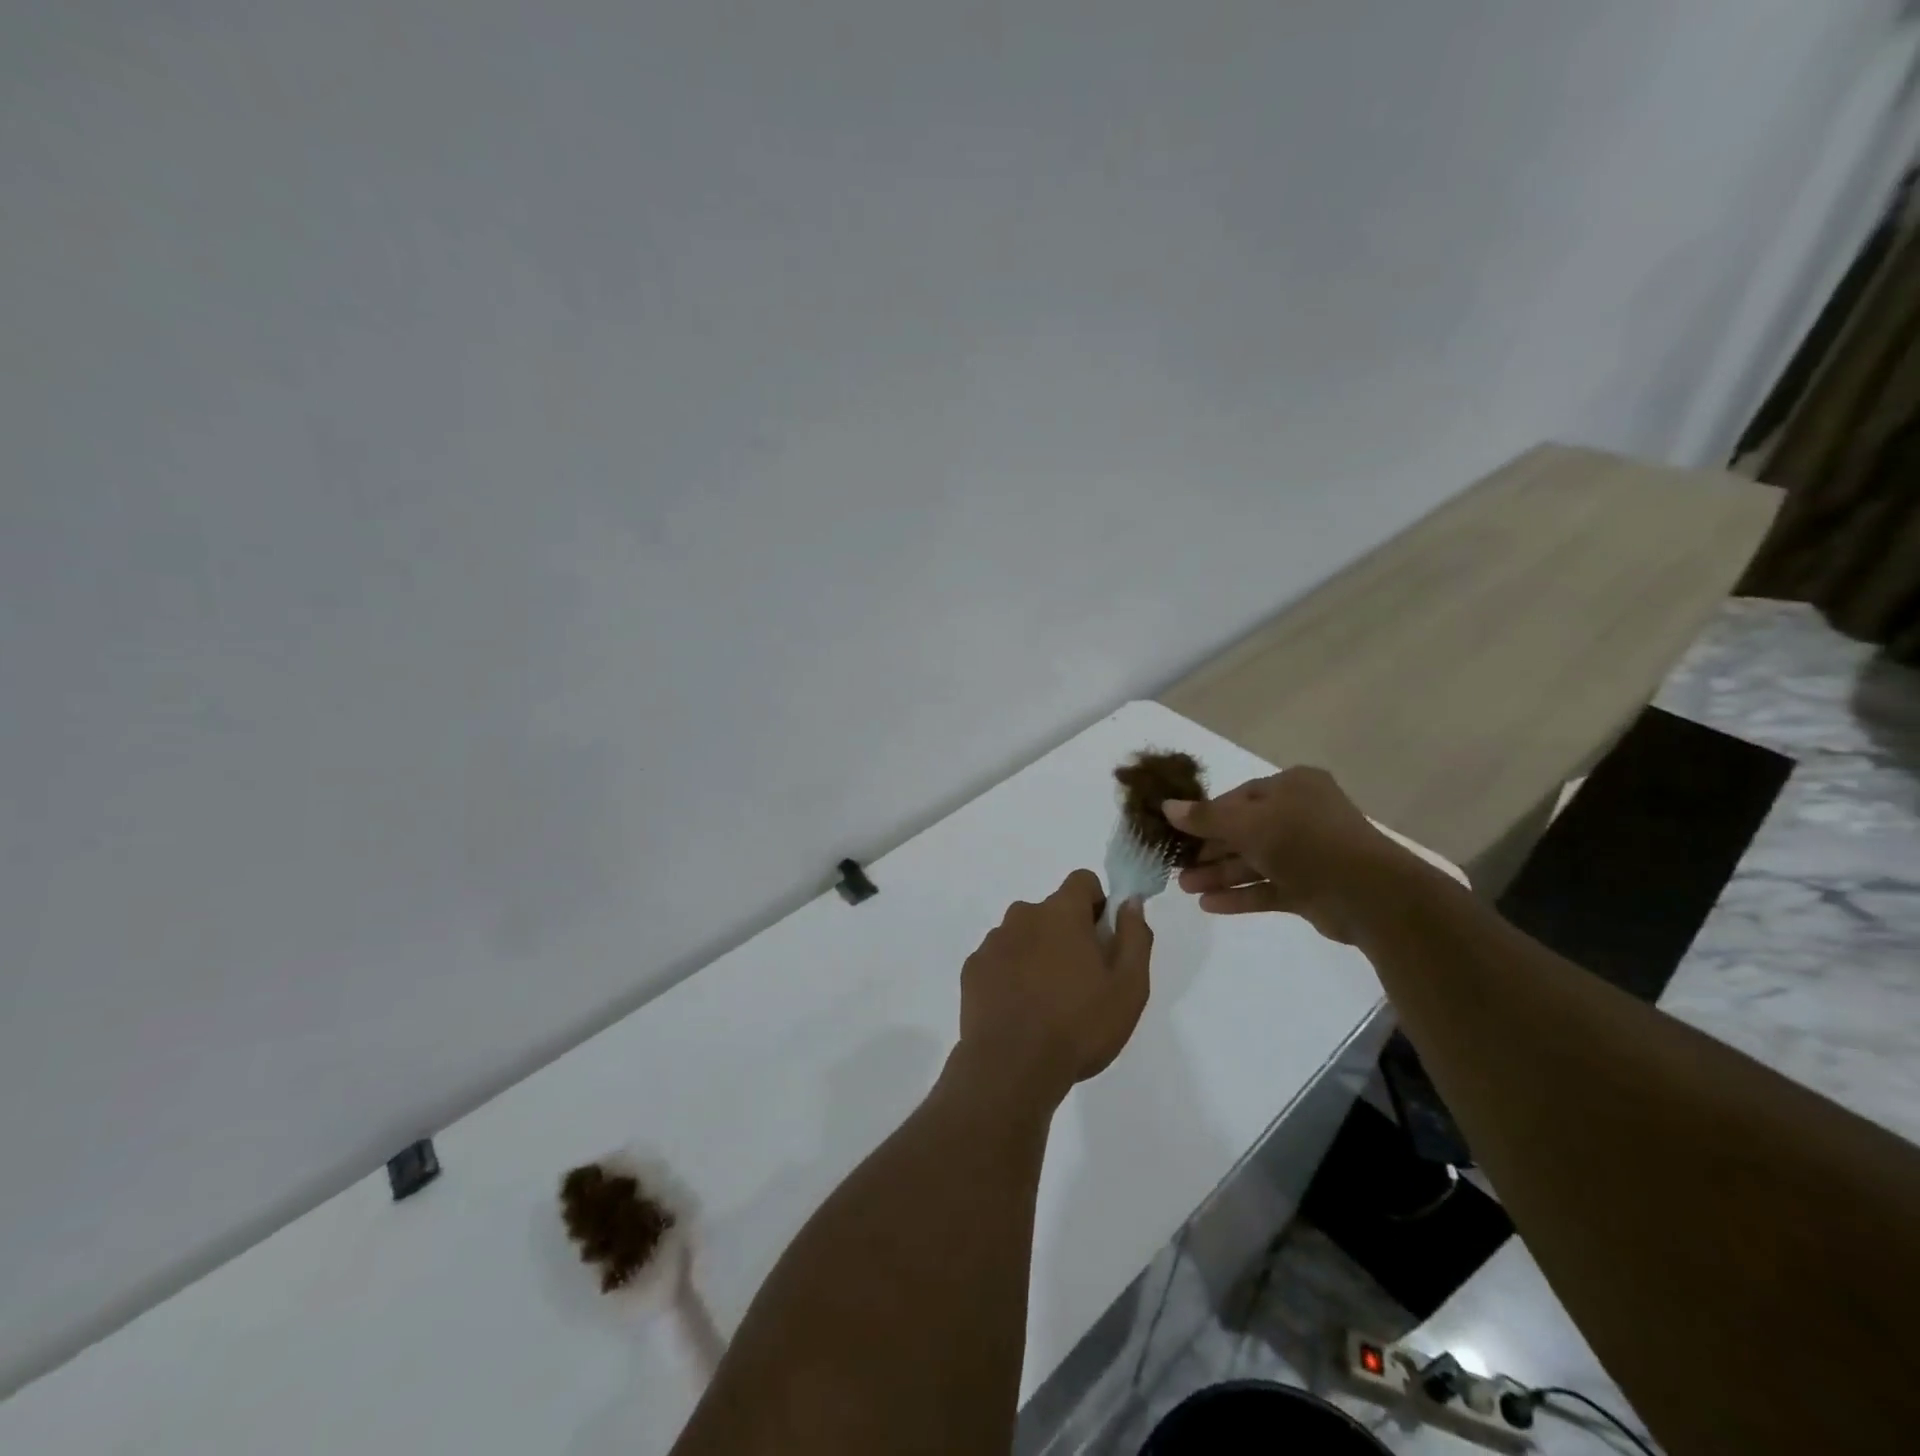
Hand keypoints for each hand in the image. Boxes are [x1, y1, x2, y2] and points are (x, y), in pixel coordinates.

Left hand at [956, 869, 1152, 1106]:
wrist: (1012, 1067)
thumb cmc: (1079, 1025)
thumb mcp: (1129, 987)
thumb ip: (1134, 937)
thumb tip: (1130, 903)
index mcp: (1061, 913)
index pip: (1082, 881)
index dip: (1097, 903)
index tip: (1103, 938)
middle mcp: (1023, 916)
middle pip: (1052, 911)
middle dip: (1068, 934)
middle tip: (1081, 980)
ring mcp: (993, 942)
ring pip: (1024, 935)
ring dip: (1038, 954)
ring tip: (1048, 1001)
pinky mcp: (973, 968)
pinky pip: (999, 959)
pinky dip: (1011, 974)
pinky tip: (1020, 1010)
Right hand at [1166, 767, 1414, 943]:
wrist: (1369, 894)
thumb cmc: (1304, 842)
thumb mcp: (1247, 824)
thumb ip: (1206, 817)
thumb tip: (1166, 806)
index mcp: (1293, 787)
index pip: (1239, 797)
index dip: (1207, 815)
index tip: (1178, 832)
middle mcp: (1301, 815)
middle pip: (1244, 831)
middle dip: (1209, 851)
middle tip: (1177, 867)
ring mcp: (1308, 854)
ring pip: (1254, 862)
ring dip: (1220, 875)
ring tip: (1186, 889)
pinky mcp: (1311, 888)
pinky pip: (1268, 888)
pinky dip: (1241, 896)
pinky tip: (1209, 906)